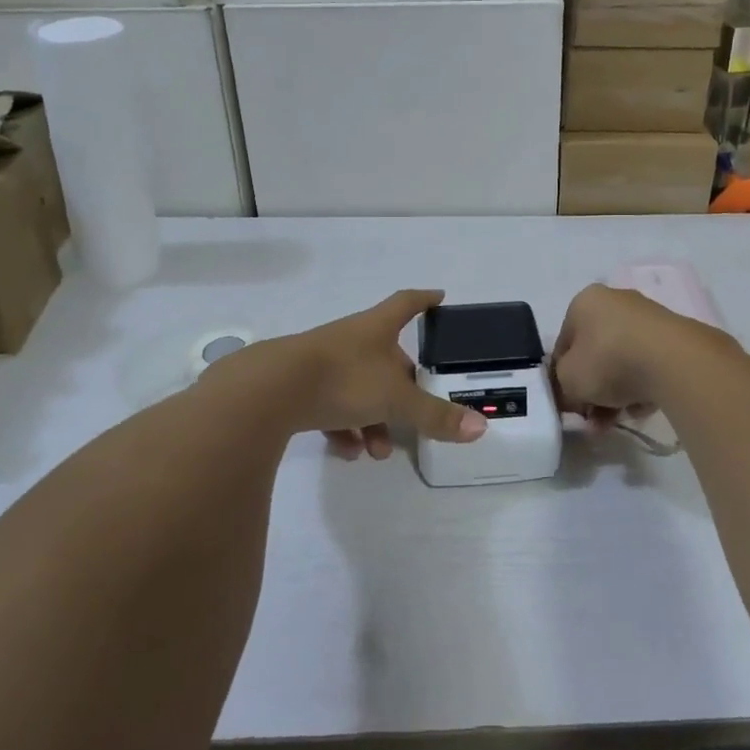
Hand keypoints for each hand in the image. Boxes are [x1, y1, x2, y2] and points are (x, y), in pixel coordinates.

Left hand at [263, 289, 487, 460]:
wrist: (269, 391)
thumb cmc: (343, 379)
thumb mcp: (396, 399)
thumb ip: (435, 415)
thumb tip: (480, 428)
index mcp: (377, 328)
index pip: (407, 303)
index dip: (424, 300)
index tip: (439, 296)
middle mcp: (351, 339)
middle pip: (386, 357)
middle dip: (402, 388)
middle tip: (415, 415)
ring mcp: (323, 362)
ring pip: (359, 387)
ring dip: (374, 418)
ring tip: (377, 451)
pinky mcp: (299, 387)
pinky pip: (331, 406)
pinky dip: (344, 428)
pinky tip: (349, 452)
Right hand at [550, 283, 700, 426]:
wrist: (673, 361)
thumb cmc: (609, 361)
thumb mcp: (569, 379)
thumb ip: (563, 386)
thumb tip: (573, 395)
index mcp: (585, 302)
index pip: (565, 343)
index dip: (562, 377)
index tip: (570, 405)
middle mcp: (615, 301)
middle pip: (595, 353)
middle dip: (593, 390)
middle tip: (594, 419)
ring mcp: (647, 317)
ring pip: (622, 361)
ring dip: (617, 393)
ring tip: (619, 419)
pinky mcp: (673, 336)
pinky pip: (648, 365)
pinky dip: (643, 385)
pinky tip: (643, 406)